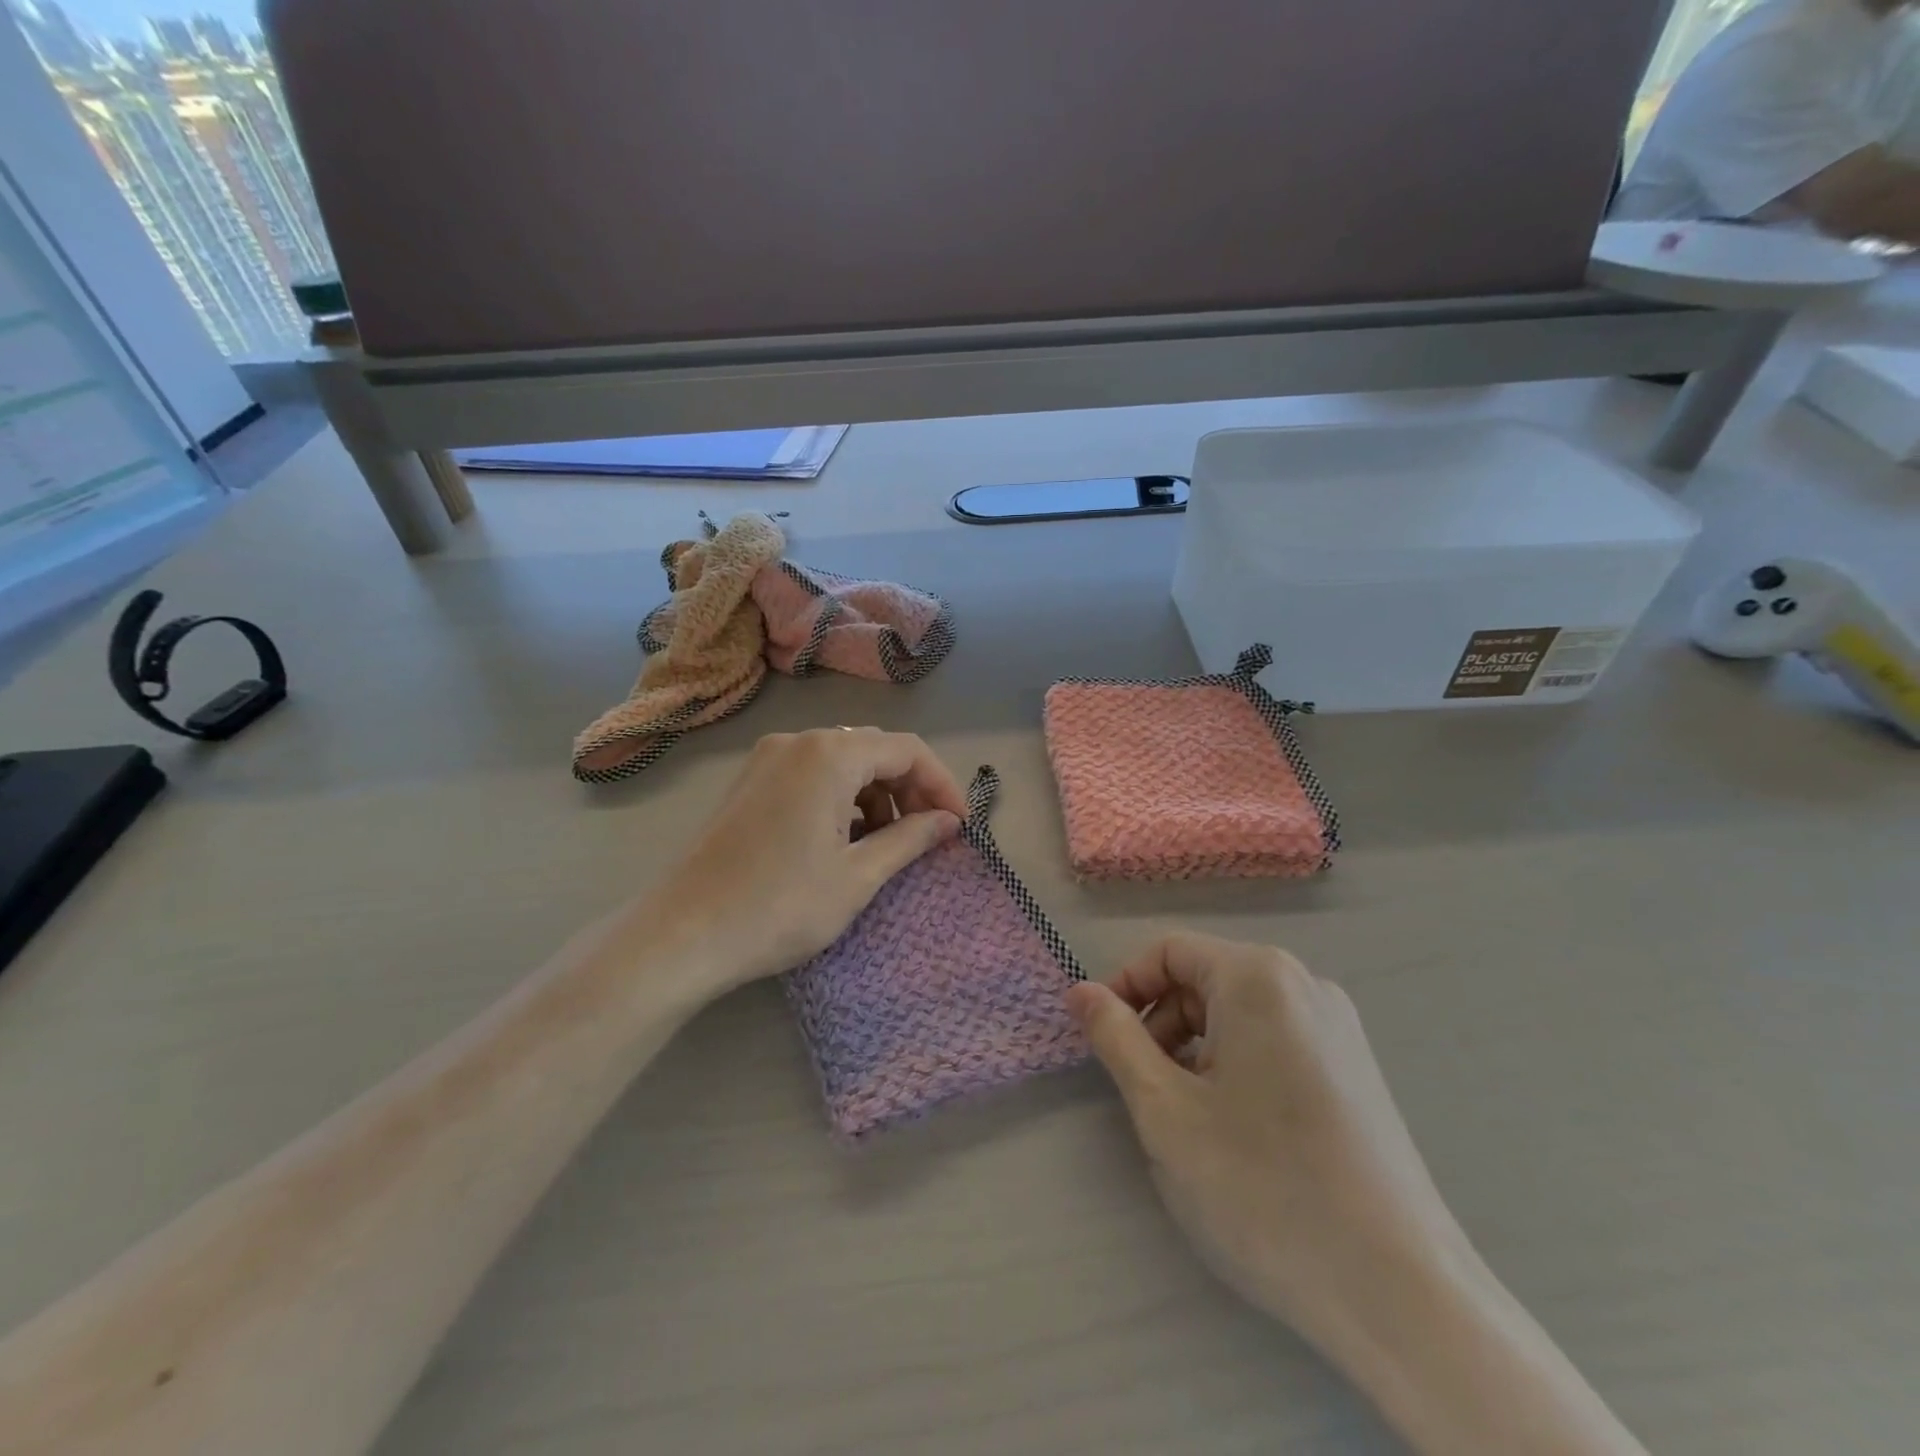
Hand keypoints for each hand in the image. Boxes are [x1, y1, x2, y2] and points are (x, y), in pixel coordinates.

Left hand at [648, 729, 966, 994]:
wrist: (682, 936)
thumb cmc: (779, 907)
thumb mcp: (857, 877)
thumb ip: (910, 839)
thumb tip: (948, 822)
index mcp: (829, 754)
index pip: (907, 751)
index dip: (942, 785)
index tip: (960, 826)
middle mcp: (798, 742)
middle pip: (874, 750)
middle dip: (910, 789)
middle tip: (928, 836)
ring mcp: (768, 759)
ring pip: (843, 762)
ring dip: (876, 795)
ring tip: (886, 843)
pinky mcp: (750, 782)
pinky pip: (812, 775)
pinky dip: (841, 799)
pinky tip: (845, 839)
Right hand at [1064, 933, 1474, 1362]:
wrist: (1402, 1294)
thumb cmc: (1264, 1187)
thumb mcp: (1166, 1110)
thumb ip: (1116, 1038)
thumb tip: (1081, 992)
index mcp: (1258, 978)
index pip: (1168, 952)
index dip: (1124, 988)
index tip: (1100, 1039)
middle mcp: (1304, 985)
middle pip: (1205, 979)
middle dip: (1162, 1024)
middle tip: (1146, 1091)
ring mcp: (1338, 1028)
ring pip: (1238, 1014)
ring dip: (1196, 1050)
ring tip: (1192, 1119)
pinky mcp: (1355, 1069)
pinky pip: (1275, 1041)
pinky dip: (1237, 1066)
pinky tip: (1239, 1132)